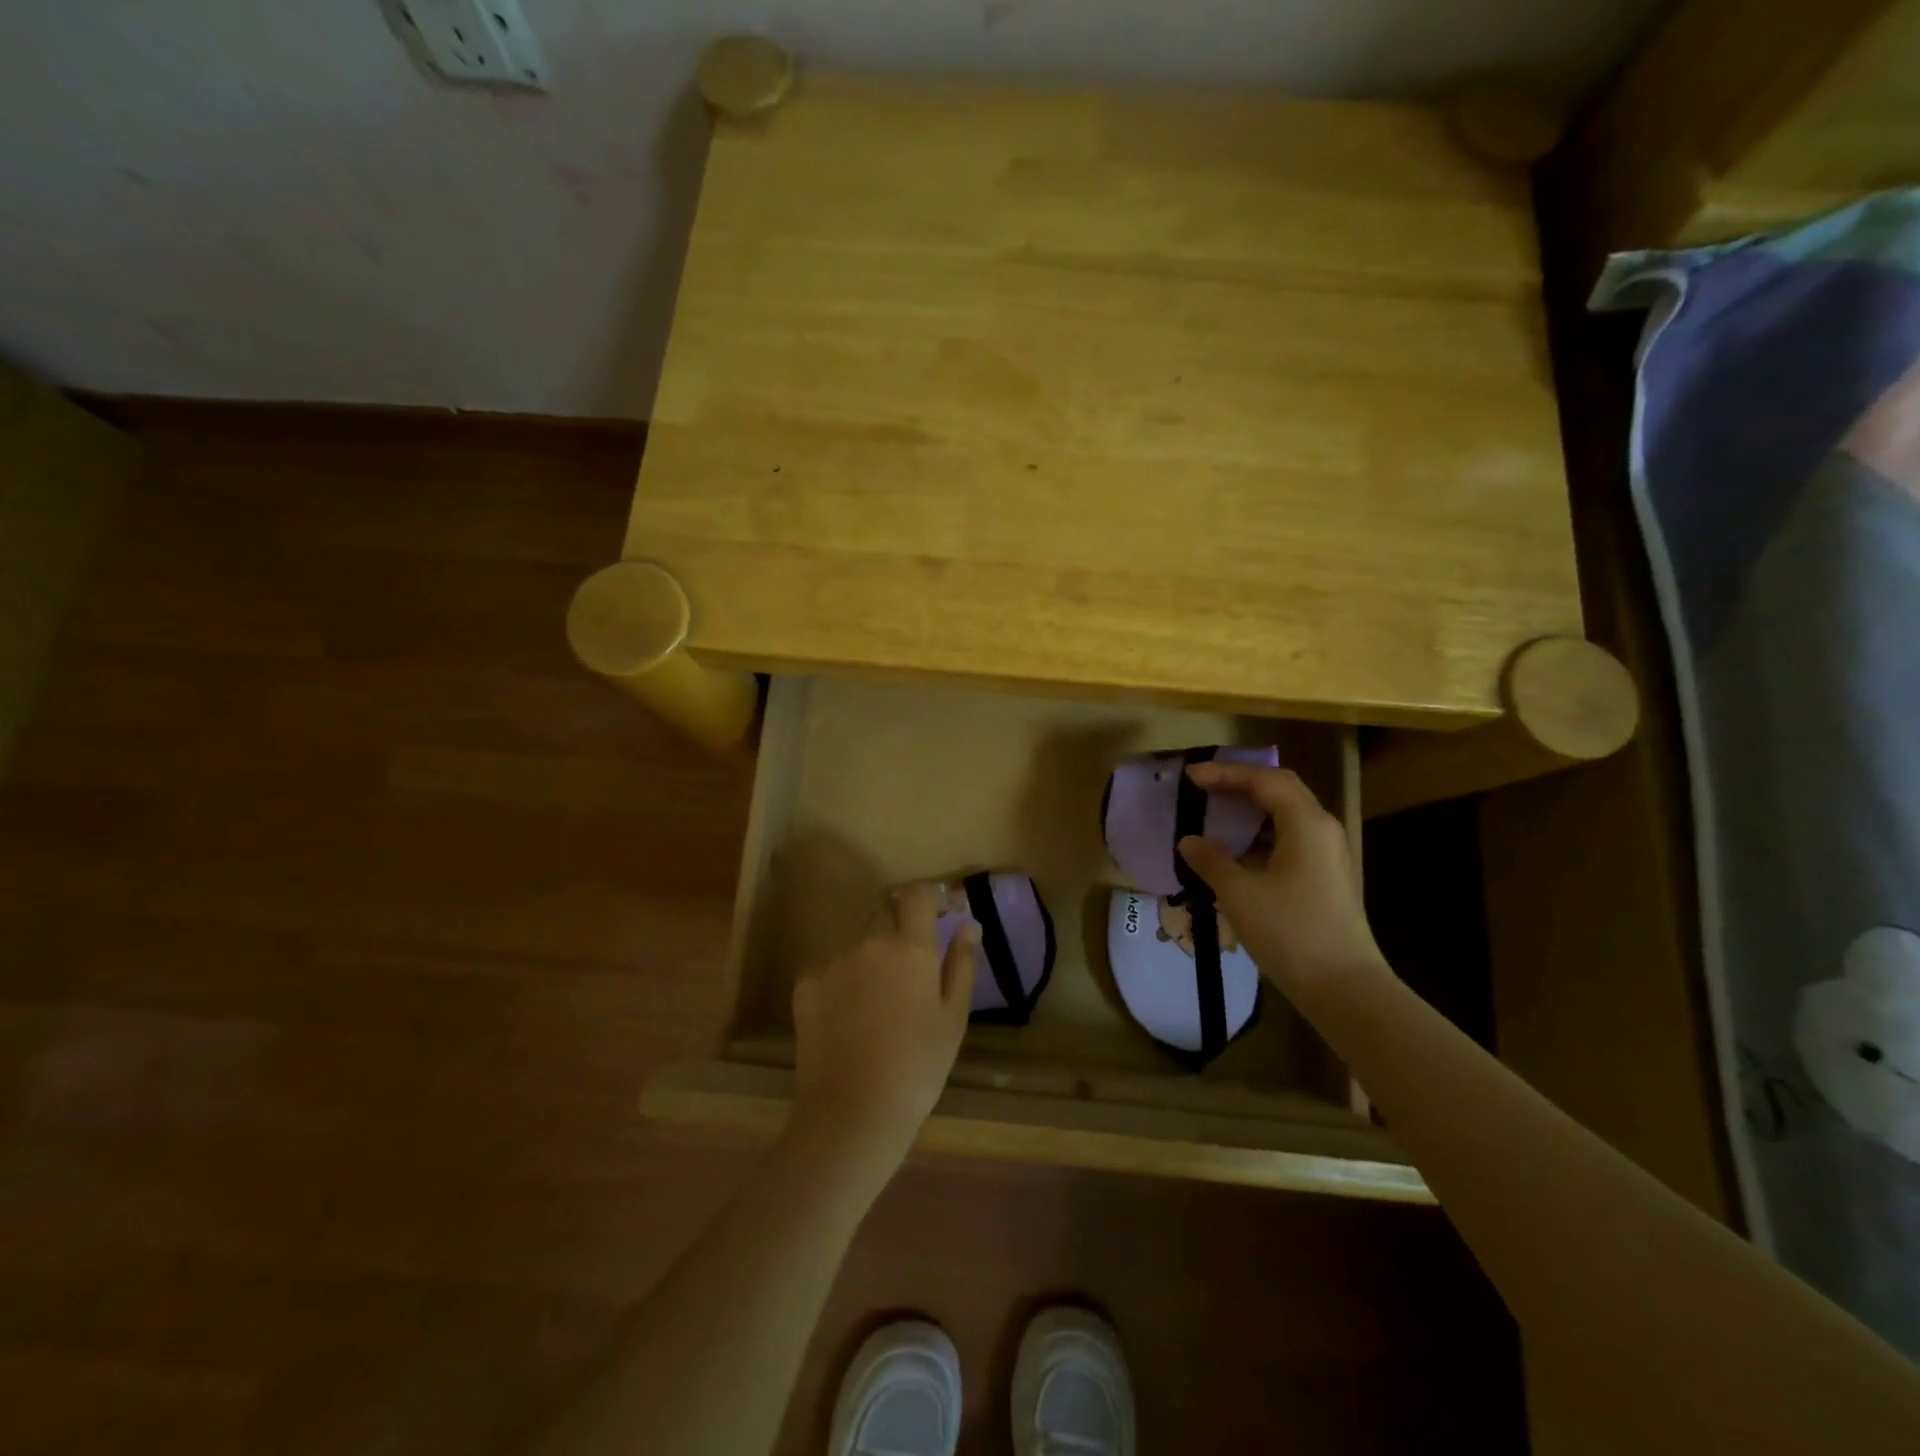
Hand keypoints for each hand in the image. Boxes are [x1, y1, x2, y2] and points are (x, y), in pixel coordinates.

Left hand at [789, 881, 976, 1175]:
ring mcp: (833, 963)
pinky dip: (844, 985)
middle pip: (884, 912)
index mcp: (909, 948)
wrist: (853, 1113)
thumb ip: (961, 963)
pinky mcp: (805, 987)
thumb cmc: (918, 1067)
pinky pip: (831, 972)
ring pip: (856, 945)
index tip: (942, 913)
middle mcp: (868, 943)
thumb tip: (969, 924)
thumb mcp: (953, 1018)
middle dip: (899, 927)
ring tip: (879, 1006)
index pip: (918, 894)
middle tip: (911, 969)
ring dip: (871, 959)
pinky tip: (850, 1022)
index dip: (931, 896)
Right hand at [1177, 764, 1387, 995]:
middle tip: (1204, 787)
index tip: (1191, 778)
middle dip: (1241, 783)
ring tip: (1217, 814)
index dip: (1225, 774)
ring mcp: (1330, 853)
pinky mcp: (1328, 875)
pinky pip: (1292, 836)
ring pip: (1288, 813)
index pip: (1263, 780)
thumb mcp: (1240, 894)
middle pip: (1281, 788)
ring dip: (1252, 808)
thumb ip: (1211, 861)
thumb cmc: (1290, 932)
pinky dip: (1263, 832)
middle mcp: (1323, 828)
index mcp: (1305, 823)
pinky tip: (1239, 850)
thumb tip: (1189, 841)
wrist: (1344, 987)